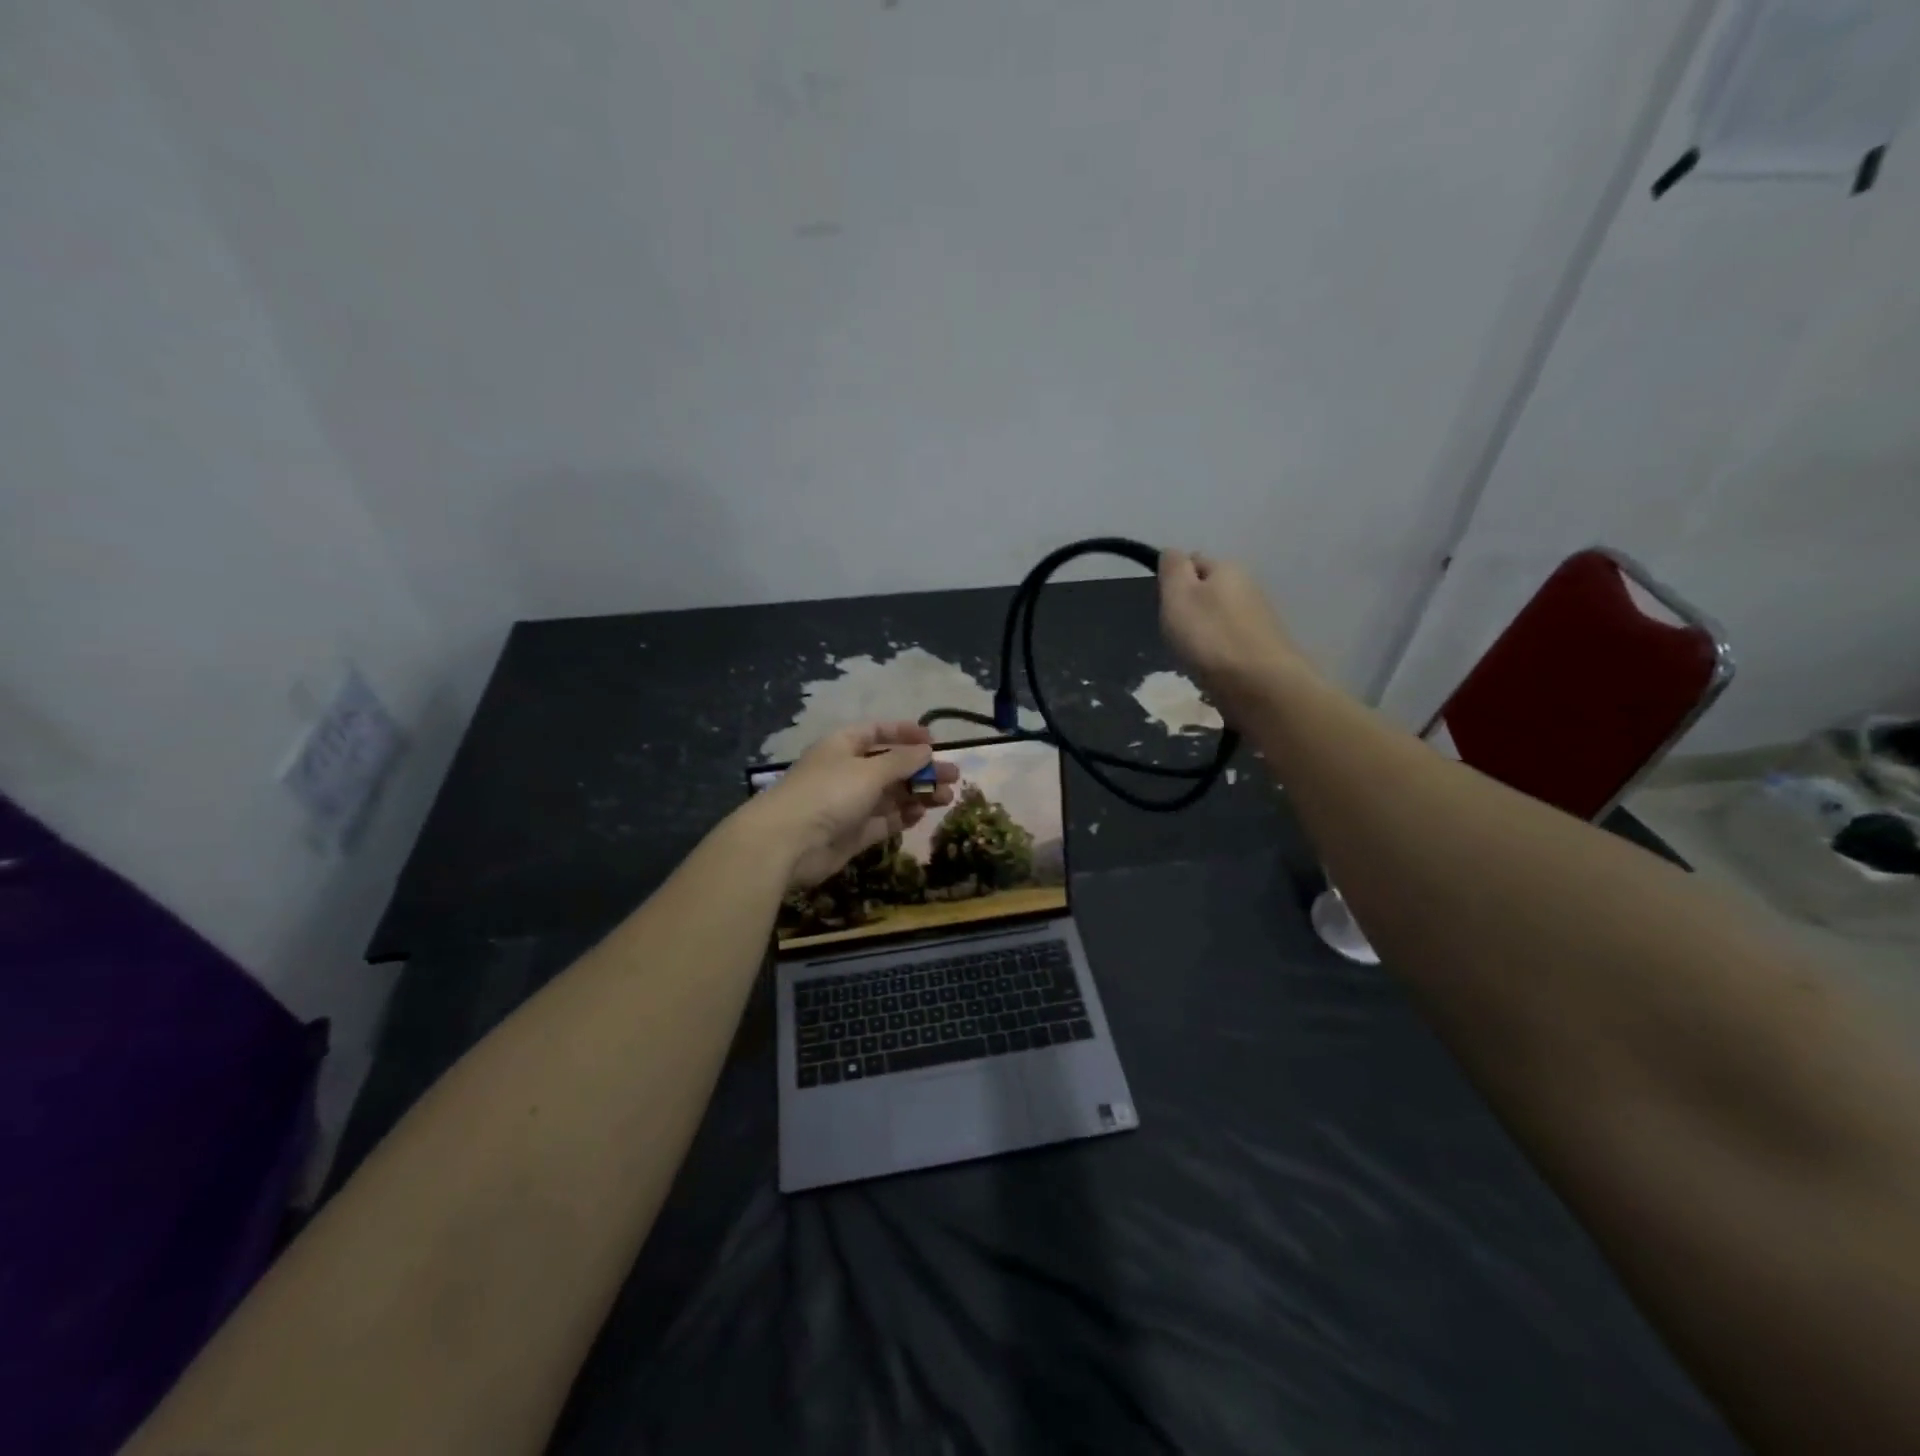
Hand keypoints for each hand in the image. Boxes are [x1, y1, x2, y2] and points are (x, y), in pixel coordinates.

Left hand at [747, 722, 958, 888]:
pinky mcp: (852, 833)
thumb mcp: (870, 770)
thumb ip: (902, 761)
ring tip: (946, 798)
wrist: (788, 843)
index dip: (904, 733)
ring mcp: (849, 804)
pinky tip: (922, 814)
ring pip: (890, 795)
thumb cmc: (829, 793)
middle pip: (890, 766)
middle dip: (921, 770)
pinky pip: (882, 821)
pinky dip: (902, 817)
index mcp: (844, 745)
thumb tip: (927, 750)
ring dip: (918, 794)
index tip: (933, 740)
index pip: (877, 732)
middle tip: (953, 776)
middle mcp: (846, 771)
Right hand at [1157, 550, 1309, 713]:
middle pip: (1209, 590)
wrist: (1260, 685)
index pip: (1193, 560)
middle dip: (1191, 607)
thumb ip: (1172, 569)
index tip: (1164, 606)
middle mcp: (1249, 586)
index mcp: (1227, 568)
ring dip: (1205, 630)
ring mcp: (1260, 618)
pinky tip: (1213, 668)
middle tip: (1175, 633)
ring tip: (1192, 654)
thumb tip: (1172, 552)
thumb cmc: (1210, 637)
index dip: (1174, 579)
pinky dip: (1219, 650)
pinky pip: (1232, 640)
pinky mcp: (1264, 647)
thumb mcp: (1178, 596)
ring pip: (1221, 617)